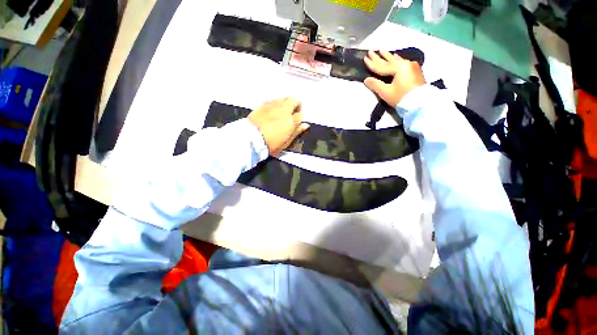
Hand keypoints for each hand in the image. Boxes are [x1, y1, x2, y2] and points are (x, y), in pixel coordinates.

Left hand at [248, 98, 309, 155]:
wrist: (251, 139)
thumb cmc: (271, 144)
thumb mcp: (286, 142)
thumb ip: (297, 132)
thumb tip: (305, 125)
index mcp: (291, 121)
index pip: (300, 115)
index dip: (300, 118)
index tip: (297, 122)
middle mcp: (284, 110)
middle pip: (294, 100)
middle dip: (296, 105)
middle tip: (293, 112)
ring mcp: (273, 106)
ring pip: (284, 98)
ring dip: (286, 103)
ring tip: (283, 111)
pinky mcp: (263, 105)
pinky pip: (273, 100)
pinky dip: (276, 103)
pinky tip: (273, 110)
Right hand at [363, 50, 425, 106]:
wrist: (419, 103)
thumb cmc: (401, 97)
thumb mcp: (386, 92)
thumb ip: (375, 85)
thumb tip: (366, 79)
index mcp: (398, 68)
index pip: (382, 66)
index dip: (372, 63)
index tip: (365, 57)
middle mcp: (405, 64)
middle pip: (389, 60)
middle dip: (379, 56)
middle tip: (371, 51)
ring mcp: (411, 66)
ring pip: (397, 60)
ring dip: (388, 56)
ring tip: (382, 51)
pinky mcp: (415, 71)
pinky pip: (402, 62)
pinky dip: (396, 59)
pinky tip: (395, 57)